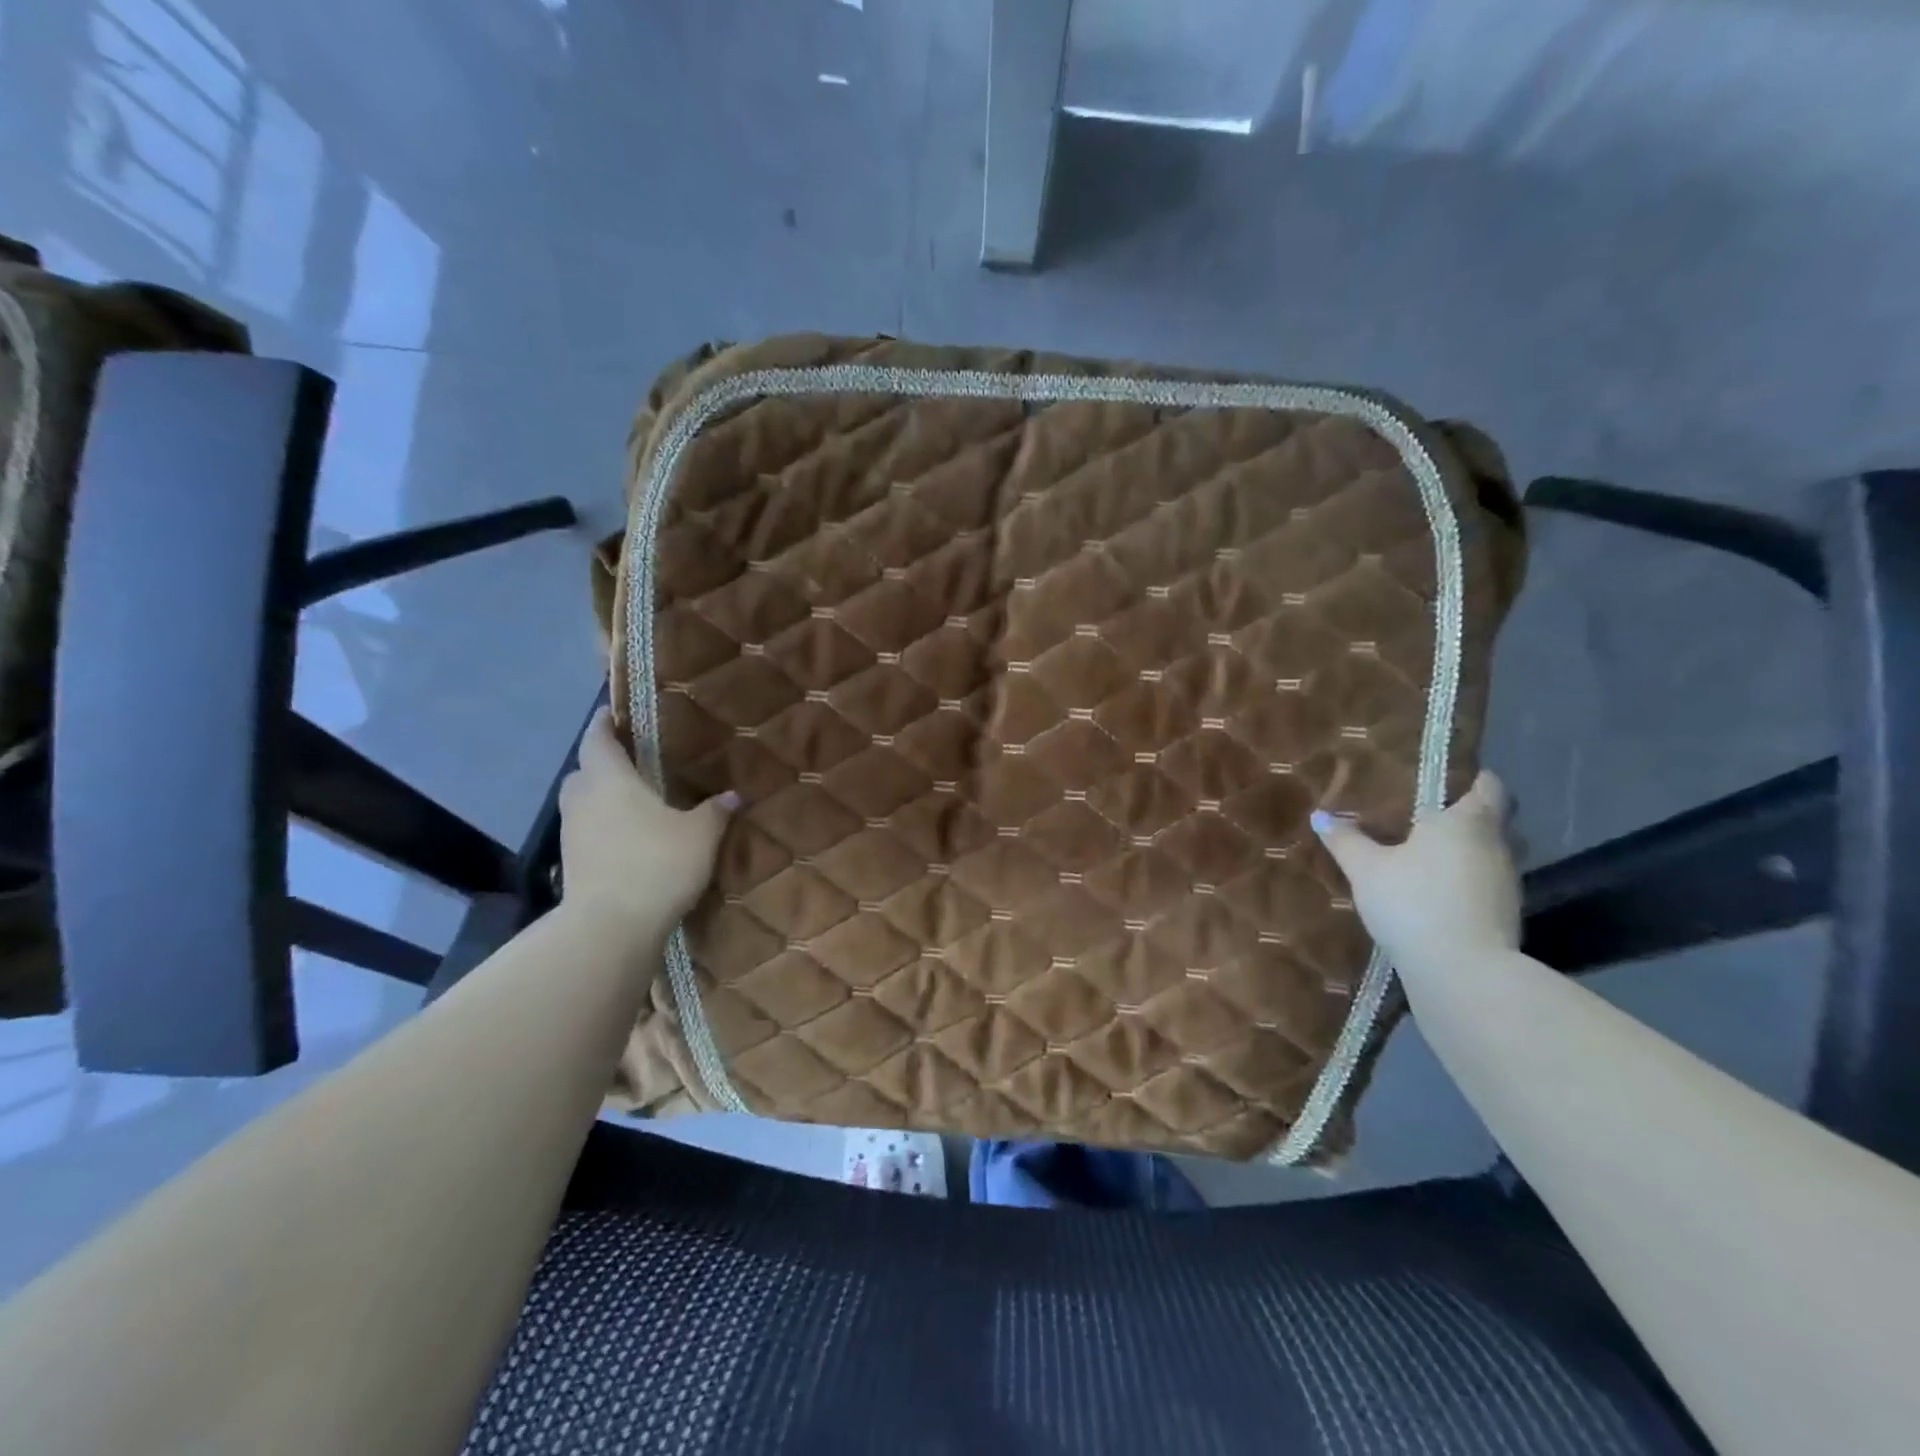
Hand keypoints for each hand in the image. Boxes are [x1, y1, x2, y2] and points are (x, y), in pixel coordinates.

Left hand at [557, 708, 736, 936]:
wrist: (610, 927)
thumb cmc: (656, 864)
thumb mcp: (700, 835)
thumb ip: (716, 812)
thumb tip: (733, 795)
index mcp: (610, 779)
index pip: (597, 739)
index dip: (604, 723)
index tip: (613, 714)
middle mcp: (583, 799)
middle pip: (583, 771)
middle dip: (602, 763)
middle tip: (632, 763)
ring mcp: (571, 834)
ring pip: (582, 803)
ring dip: (601, 798)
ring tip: (633, 803)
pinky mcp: (570, 865)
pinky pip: (586, 832)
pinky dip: (602, 828)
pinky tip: (628, 839)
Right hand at [1310, 771, 1519, 976]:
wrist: (1462, 972)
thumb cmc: (1413, 902)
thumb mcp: (1367, 869)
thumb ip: (1346, 840)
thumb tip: (1321, 816)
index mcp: (1468, 821)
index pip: (1489, 785)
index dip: (1473, 778)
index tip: (1447, 778)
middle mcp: (1497, 845)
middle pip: (1493, 819)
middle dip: (1465, 815)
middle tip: (1425, 816)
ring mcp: (1507, 882)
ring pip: (1489, 853)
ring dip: (1465, 852)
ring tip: (1424, 855)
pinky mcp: (1506, 915)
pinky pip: (1485, 884)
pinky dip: (1465, 881)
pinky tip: (1434, 892)